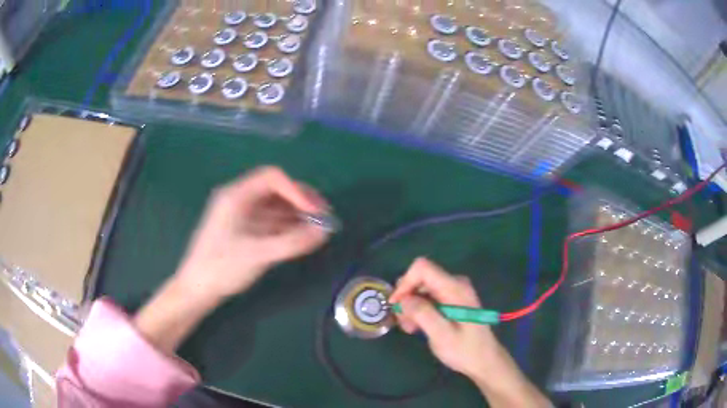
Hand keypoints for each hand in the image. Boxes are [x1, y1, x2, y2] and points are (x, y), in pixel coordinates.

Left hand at [175, 166, 330, 300]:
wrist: (197, 289)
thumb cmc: (221, 267)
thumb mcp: (257, 254)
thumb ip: (291, 242)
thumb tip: (324, 231)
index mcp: (236, 196)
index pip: (271, 178)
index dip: (296, 190)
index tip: (314, 210)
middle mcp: (239, 199)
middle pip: (274, 189)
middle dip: (300, 200)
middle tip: (323, 214)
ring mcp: (241, 215)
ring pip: (274, 206)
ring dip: (296, 213)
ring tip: (317, 226)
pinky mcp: (244, 230)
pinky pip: (269, 221)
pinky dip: (287, 226)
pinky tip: (301, 234)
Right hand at [389, 258, 500, 378]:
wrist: (484, 361)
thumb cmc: (465, 350)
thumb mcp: (442, 335)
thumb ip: (423, 314)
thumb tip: (403, 300)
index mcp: (455, 288)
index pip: (422, 268)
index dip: (405, 283)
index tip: (396, 305)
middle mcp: (455, 284)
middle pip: (420, 278)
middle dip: (406, 298)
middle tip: (403, 322)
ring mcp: (454, 291)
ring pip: (421, 289)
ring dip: (410, 307)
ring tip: (410, 329)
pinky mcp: (451, 300)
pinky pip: (428, 297)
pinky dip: (418, 310)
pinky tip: (417, 327)